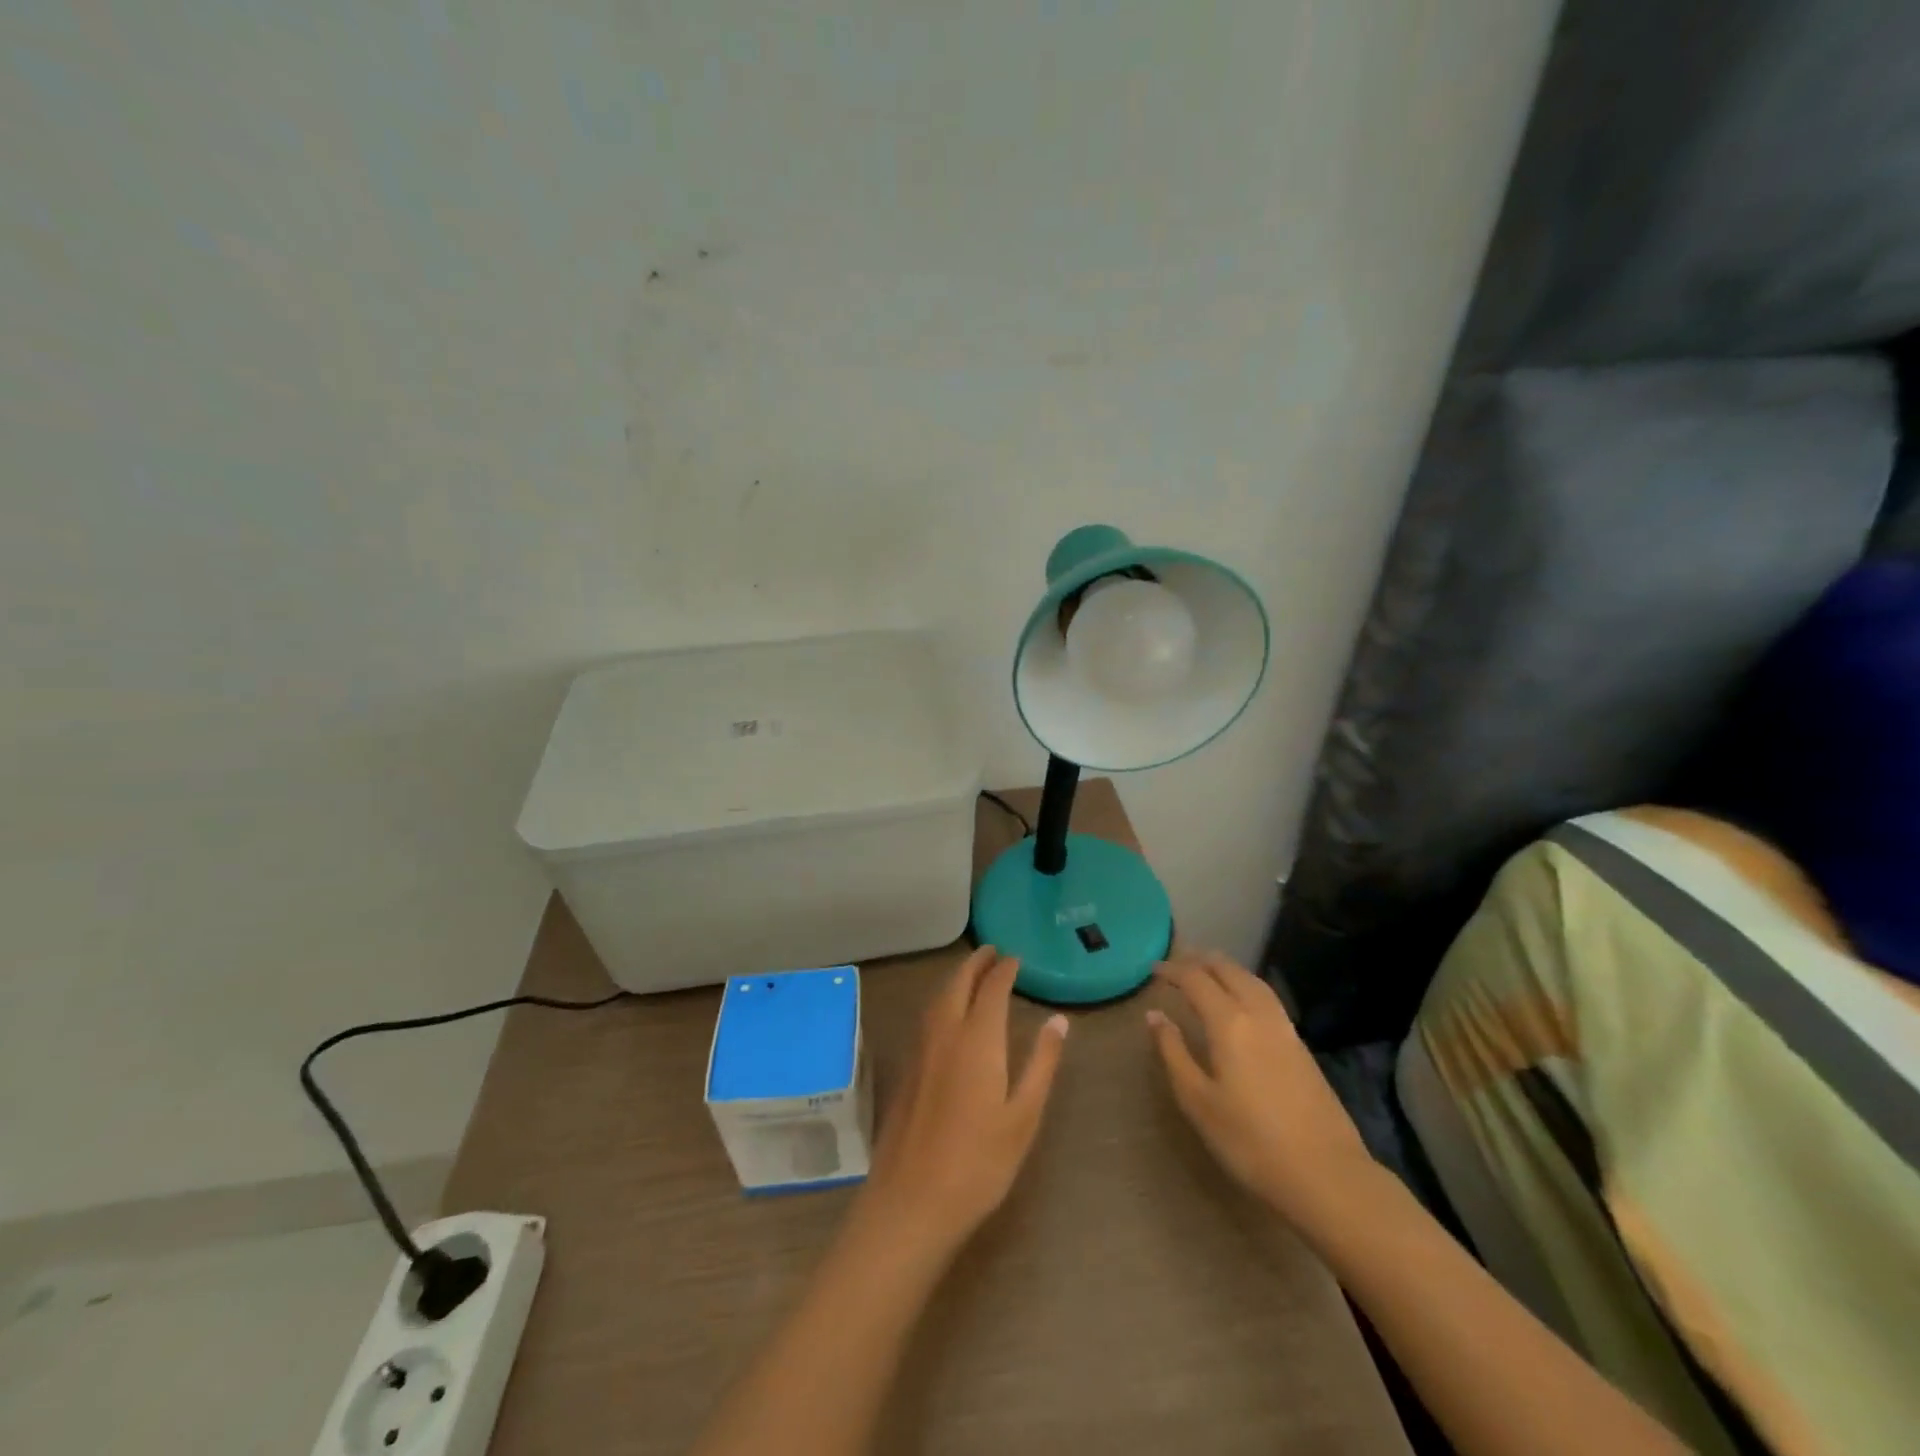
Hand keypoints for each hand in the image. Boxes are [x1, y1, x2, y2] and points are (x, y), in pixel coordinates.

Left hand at [856, 946, 1068, 1258]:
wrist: (912, 1200)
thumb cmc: (979, 1162)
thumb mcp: (1024, 1116)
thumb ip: (1041, 1063)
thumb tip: (1059, 1021)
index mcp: (978, 1039)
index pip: (992, 988)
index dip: (1005, 969)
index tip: (1017, 959)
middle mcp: (945, 1033)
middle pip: (958, 983)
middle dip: (975, 962)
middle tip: (991, 951)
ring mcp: (921, 1050)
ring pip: (938, 998)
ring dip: (956, 978)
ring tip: (972, 973)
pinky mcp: (907, 1069)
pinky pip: (926, 1016)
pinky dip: (942, 1000)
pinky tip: (948, 1014)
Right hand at [1147, 951, 1374, 1236]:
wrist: (1327, 1175)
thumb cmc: (1250, 1141)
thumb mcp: (1198, 1101)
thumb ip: (1173, 1052)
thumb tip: (1155, 1015)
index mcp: (1229, 1022)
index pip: (1196, 979)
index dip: (1173, 970)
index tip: (1153, 970)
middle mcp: (1258, 1014)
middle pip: (1229, 971)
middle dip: (1201, 961)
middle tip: (1177, 966)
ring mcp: (1286, 1029)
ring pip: (1253, 981)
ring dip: (1227, 969)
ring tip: (1208, 973)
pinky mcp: (1302, 1047)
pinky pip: (1268, 998)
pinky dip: (1246, 986)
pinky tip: (1242, 1003)